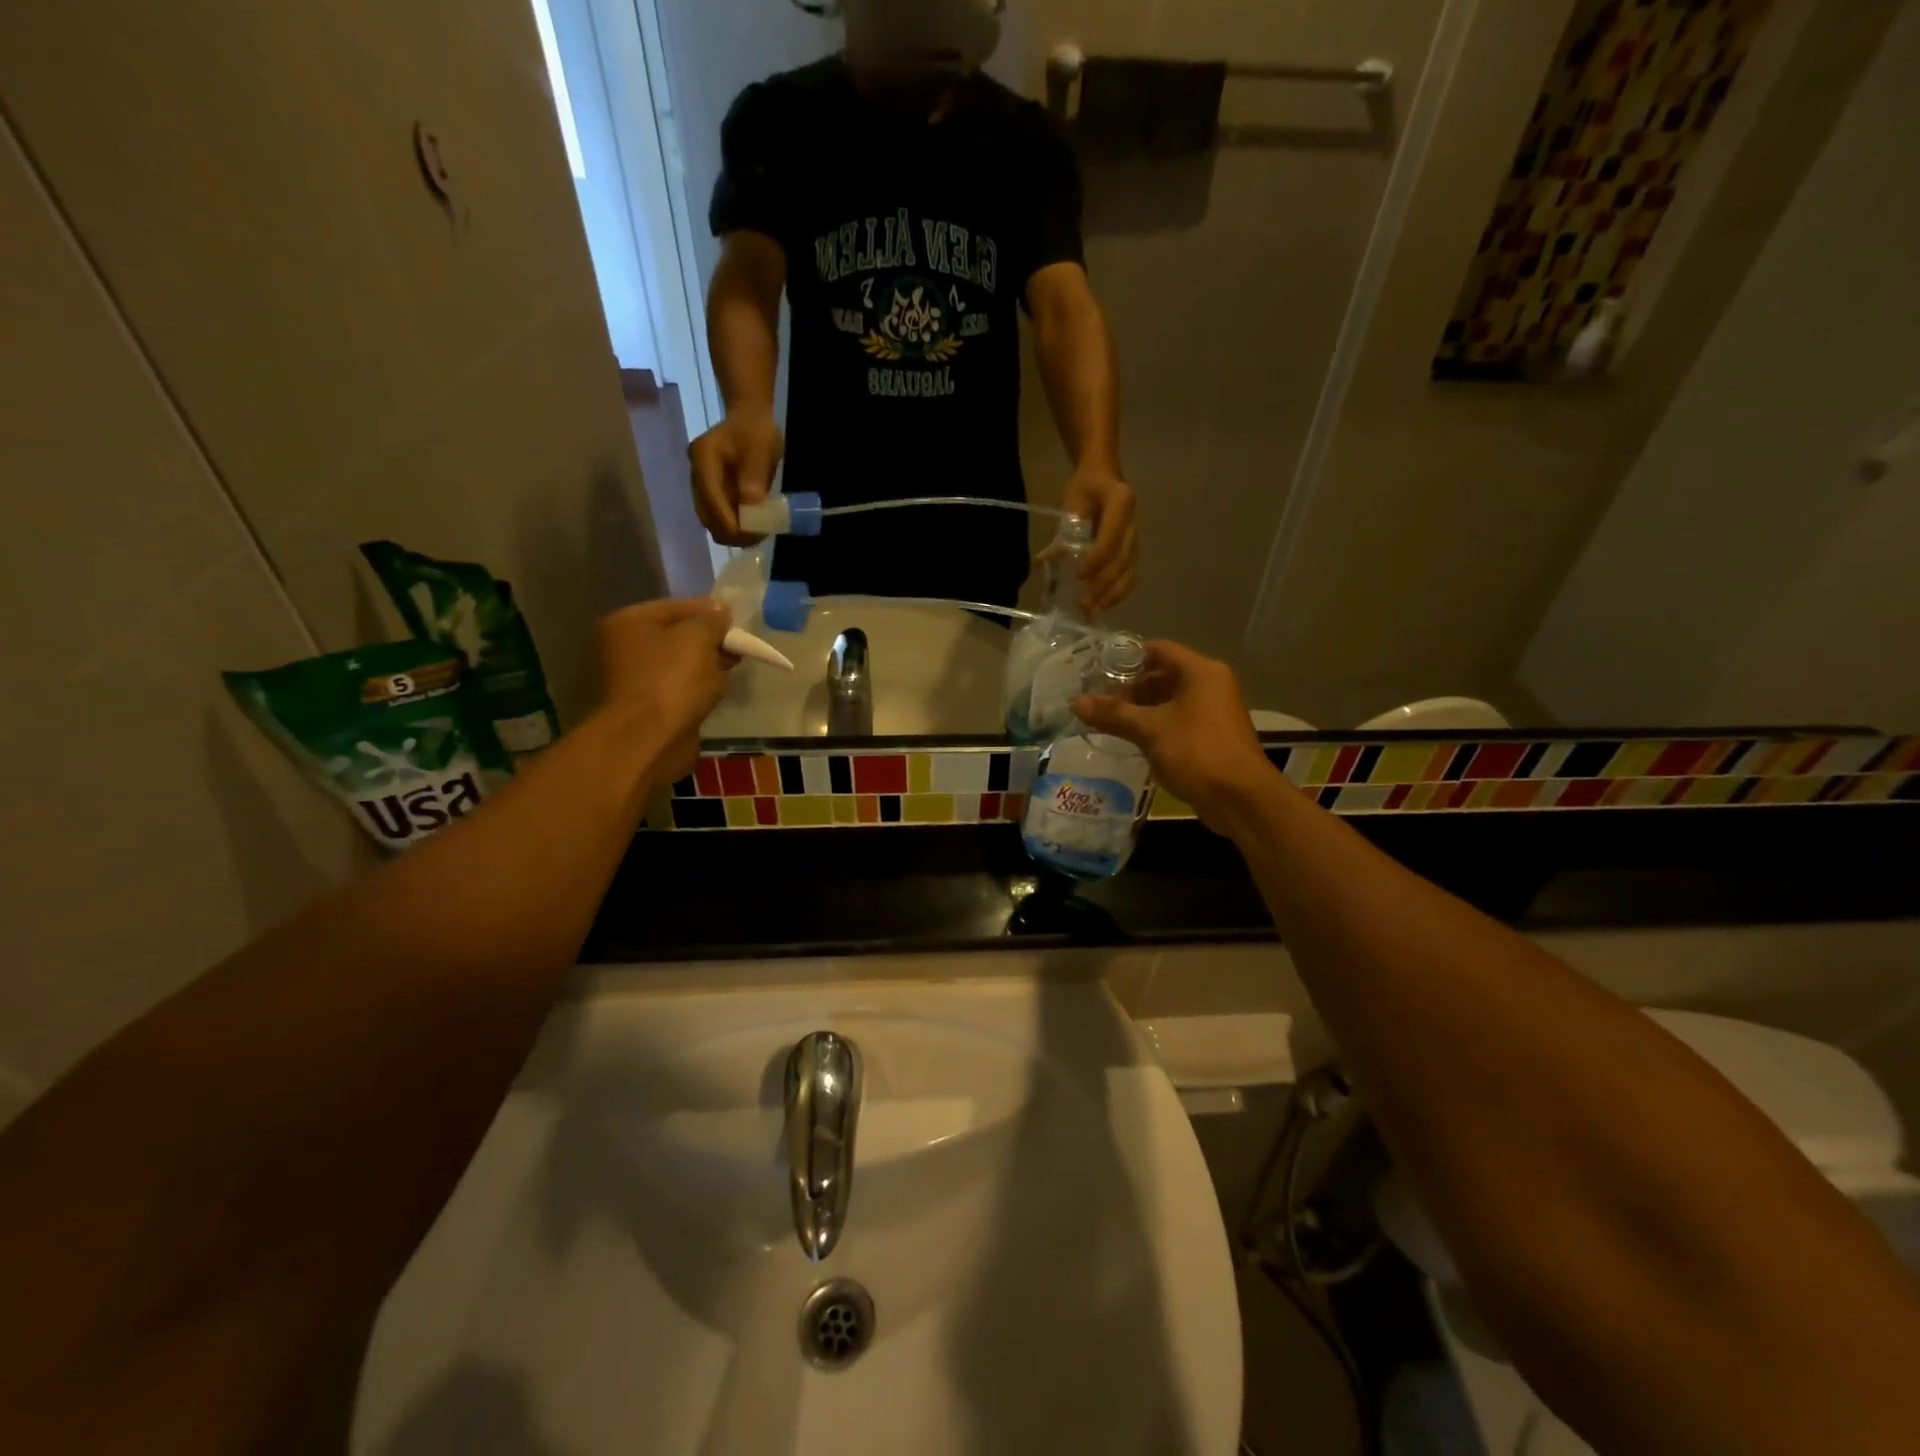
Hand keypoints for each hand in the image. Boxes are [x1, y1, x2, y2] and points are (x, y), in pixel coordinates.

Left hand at [595, 598, 737, 783]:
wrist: (650, 739)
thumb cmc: (672, 679)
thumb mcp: (699, 638)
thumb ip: (712, 620)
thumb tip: (720, 610)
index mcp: (628, 623)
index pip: (676, 607)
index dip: (709, 612)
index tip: (738, 622)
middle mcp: (623, 647)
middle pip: (675, 635)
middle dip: (709, 640)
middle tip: (738, 647)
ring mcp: (633, 679)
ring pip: (678, 663)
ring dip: (705, 664)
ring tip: (732, 668)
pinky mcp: (646, 706)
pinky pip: (677, 687)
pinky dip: (696, 686)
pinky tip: (716, 689)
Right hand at [690, 412, 784, 545]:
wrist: (749, 419)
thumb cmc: (757, 431)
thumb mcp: (761, 450)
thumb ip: (755, 478)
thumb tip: (751, 508)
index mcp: (703, 459)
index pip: (712, 501)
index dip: (732, 524)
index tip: (756, 534)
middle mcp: (696, 474)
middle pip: (706, 516)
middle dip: (732, 533)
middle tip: (759, 536)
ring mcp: (700, 485)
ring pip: (710, 520)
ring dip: (732, 532)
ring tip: (758, 533)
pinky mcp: (709, 492)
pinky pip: (718, 516)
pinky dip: (733, 525)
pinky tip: (752, 525)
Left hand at [1060, 467, 1136, 616]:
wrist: (1104, 475)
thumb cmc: (1085, 487)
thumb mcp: (1070, 501)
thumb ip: (1061, 531)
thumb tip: (1042, 561)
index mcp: (1121, 503)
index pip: (1111, 538)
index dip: (1096, 559)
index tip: (1078, 575)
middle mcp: (1133, 523)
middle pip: (1122, 561)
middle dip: (1102, 585)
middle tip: (1083, 604)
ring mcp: (1136, 540)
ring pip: (1129, 573)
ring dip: (1111, 596)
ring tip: (1092, 612)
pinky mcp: (1133, 552)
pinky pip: (1130, 576)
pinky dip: (1116, 594)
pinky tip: (1101, 606)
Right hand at [1072, 641, 1276, 830]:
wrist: (1241, 798)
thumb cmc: (1197, 752)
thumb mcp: (1150, 730)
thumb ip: (1113, 714)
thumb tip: (1075, 702)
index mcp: (1201, 672)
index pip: (1158, 650)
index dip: (1126, 658)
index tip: (1097, 671)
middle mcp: (1209, 685)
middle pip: (1162, 675)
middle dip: (1129, 688)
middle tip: (1097, 702)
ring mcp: (1212, 712)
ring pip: (1168, 701)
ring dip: (1139, 710)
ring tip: (1107, 722)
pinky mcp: (1210, 736)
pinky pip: (1176, 721)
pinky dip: (1154, 726)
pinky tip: (1130, 740)